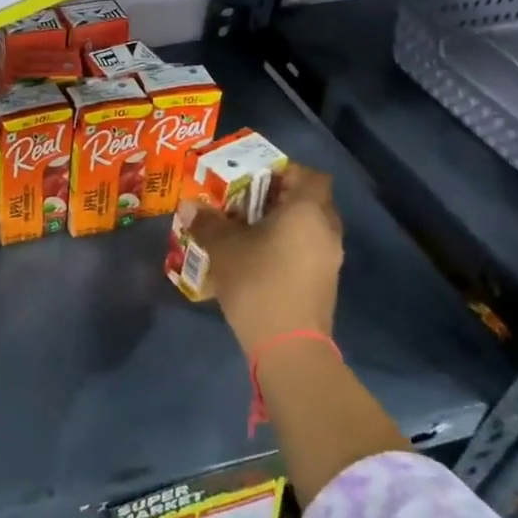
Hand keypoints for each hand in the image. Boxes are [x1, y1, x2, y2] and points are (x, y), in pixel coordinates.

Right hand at [185, 165, 343, 355]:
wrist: (288, 346)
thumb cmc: (258, 282)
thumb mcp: (224, 248)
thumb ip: (207, 222)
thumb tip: (188, 205)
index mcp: (307, 211)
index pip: (310, 175)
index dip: (285, 171)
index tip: (255, 177)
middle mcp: (326, 230)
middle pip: (309, 201)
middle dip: (278, 199)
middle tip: (244, 202)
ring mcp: (329, 260)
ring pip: (307, 229)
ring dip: (281, 226)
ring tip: (245, 231)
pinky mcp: (323, 284)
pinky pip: (306, 252)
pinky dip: (285, 248)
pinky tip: (255, 259)